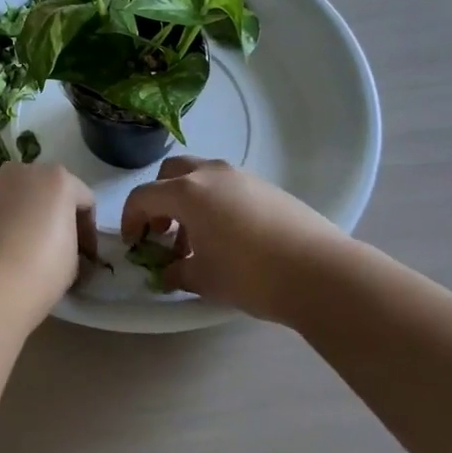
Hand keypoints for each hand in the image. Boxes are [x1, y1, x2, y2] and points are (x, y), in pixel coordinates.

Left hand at [0, 163, 96, 333]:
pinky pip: (1, 210)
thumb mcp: (74, 260)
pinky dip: (8, 223)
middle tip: (62, 248)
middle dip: (58, 215)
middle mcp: (25, 172)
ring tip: (31, 249)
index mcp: (57, 178)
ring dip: (30, 217)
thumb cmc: (40, 269)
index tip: (87, 257)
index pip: (85, 201)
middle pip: (50, 191)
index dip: (89, 231)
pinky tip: (8, 251)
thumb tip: (66, 249)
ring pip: (22, 198)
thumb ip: (73, 242)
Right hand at [121, 157, 352, 322]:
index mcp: (187, 192)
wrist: (319, 272)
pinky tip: (228, 236)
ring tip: (198, 240)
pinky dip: (214, 202)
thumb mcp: (204, 279)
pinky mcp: (266, 186)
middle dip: (159, 200)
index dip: (131, 219)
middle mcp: (211, 174)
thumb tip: (169, 271)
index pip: (144, 196)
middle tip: (163, 232)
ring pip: (201, 176)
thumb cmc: (250, 274)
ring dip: (188, 201)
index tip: (135, 244)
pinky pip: (227, 186)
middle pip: (171, 173)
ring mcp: (242, 176)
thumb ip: (177, 271)